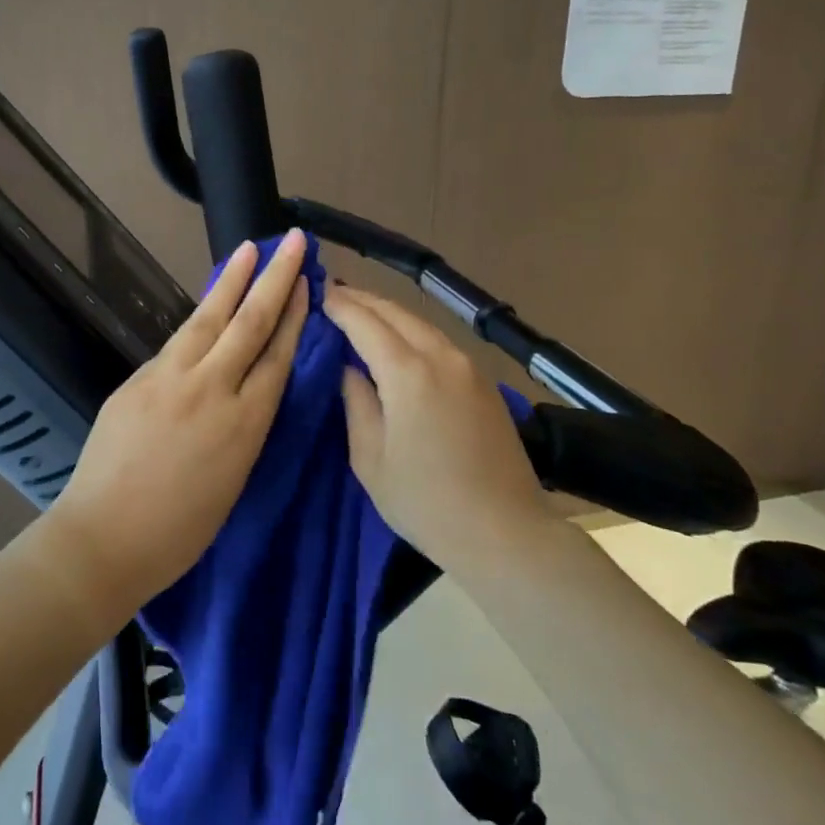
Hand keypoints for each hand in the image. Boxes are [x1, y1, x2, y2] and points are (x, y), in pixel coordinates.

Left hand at [42, 229, 309, 624]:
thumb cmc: (179, 530)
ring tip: (250, 249)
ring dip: (232, 280)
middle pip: (250, 323)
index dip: (293, 316)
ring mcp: (170, 378)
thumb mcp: (232, 478)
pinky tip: (208, 302)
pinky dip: (199, 316)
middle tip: (293, 242)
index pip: (277, 355)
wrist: (104, 538)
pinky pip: (177, 341)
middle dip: (274, 278)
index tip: (306, 283)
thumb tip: (243, 385)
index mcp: (245, 424)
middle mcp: (212, 390)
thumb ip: (242, 425)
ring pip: (209, 318)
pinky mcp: (138, 378)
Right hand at [323, 284, 551, 569]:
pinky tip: (398, 340)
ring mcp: (468, 366)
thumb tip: (349, 368)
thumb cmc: (426, 502)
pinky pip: (439, 341)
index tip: (318, 292)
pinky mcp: (484, 381)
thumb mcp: (371, 459)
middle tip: (334, 293)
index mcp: (408, 373)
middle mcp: (441, 356)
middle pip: (395, 312)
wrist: (506, 533)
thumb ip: (356, 403)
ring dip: (388, 312)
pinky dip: (411, 330)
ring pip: (420, 323)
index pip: (365, 322)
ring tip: (361, 311)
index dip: (339, 305)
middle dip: (362, 300)